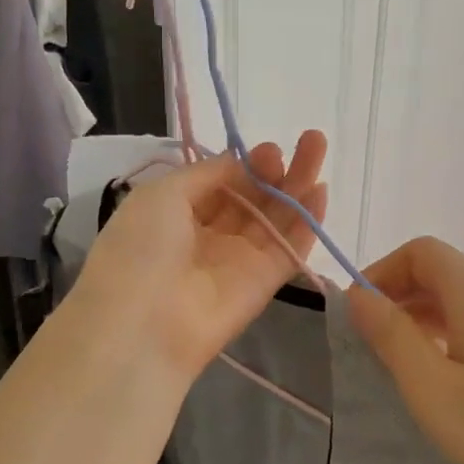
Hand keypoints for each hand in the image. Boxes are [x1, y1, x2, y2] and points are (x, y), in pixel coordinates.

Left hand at [67, 131, 328, 382]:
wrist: (143, 324)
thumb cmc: (141, 248)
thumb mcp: (162, 195)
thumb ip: (207, 173)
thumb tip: (240, 161)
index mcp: (177, 214)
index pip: (221, 183)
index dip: (245, 165)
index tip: (267, 149)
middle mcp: (209, 235)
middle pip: (252, 197)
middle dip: (277, 169)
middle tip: (306, 140)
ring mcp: (239, 259)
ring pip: (275, 217)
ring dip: (298, 184)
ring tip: (318, 146)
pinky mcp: (264, 283)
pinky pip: (289, 247)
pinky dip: (307, 222)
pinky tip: (322, 191)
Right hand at [348, 237, 463, 463]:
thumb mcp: (431, 389)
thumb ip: (391, 335)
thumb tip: (358, 295)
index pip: (422, 252)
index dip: (382, 271)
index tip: (358, 313)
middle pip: (442, 272)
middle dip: (398, 296)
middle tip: (369, 343)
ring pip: (461, 300)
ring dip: (422, 318)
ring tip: (398, 363)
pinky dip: (449, 335)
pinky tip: (441, 377)